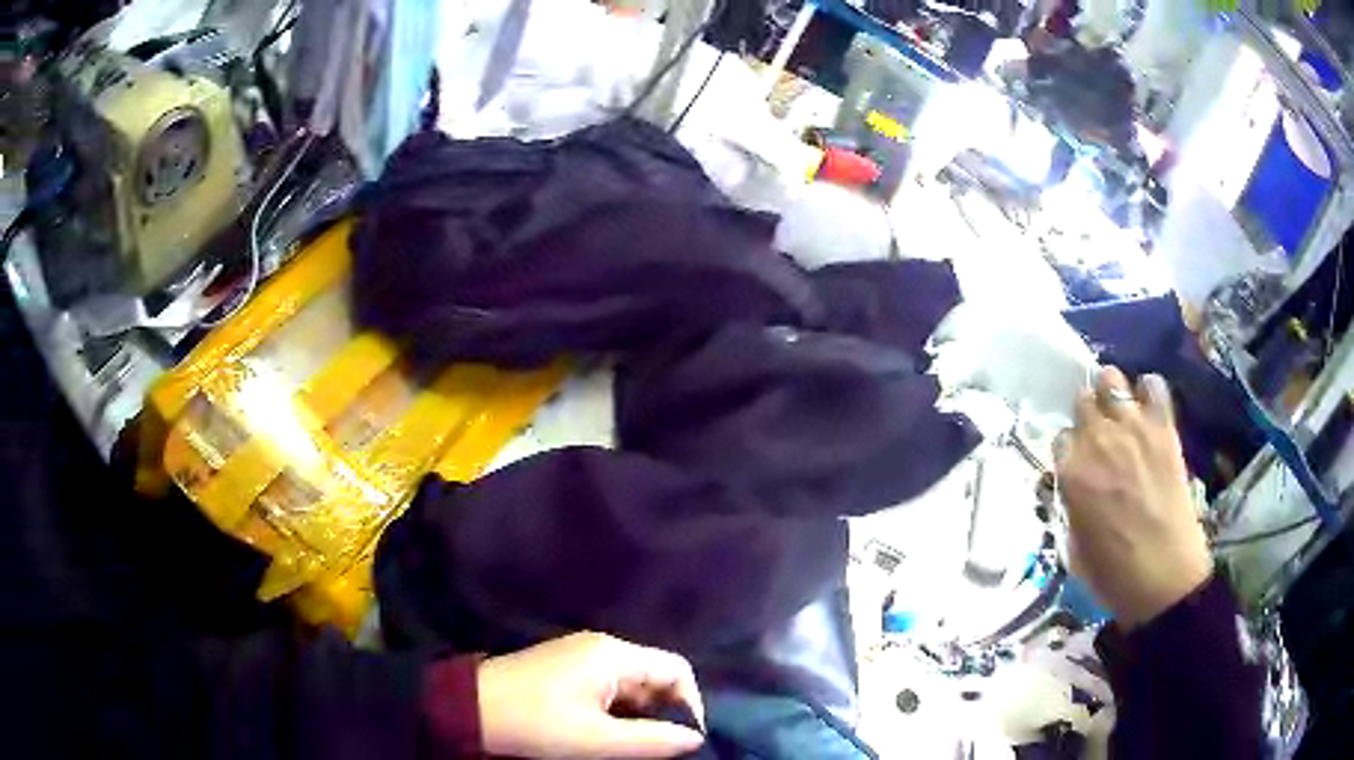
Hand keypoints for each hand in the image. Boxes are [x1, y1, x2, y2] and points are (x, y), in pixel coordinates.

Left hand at [478, 632, 705, 758]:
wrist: (467, 709)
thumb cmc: (536, 723)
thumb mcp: (598, 740)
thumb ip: (653, 741)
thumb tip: (695, 739)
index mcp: (613, 655)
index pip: (676, 669)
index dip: (689, 704)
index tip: (684, 740)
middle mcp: (601, 648)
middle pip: (653, 677)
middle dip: (662, 714)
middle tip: (658, 751)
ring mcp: (579, 657)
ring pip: (629, 687)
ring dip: (638, 717)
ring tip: (632, 748)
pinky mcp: (562, 670)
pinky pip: (606, 689)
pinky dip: (615, 713)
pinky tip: (605, 736)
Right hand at [1054, 367, 1212, 628]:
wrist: (1164, 576)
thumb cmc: (1113, 573)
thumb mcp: (1074, 545)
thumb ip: (1070, 502)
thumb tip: (1071, 484)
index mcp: (1071, 473)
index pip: (1061, 437)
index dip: (1071, 449)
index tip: (1080, 461)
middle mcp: (1098, 440)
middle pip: (1083, 399)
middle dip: (1089, 414)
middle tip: (1100, 433)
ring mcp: (1133, 428)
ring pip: (1112, 378)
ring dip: (1113, 393)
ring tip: (1122, 412)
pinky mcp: (1163, 427)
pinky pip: (1153, 384)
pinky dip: (1148, 391)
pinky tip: (1149, 410)